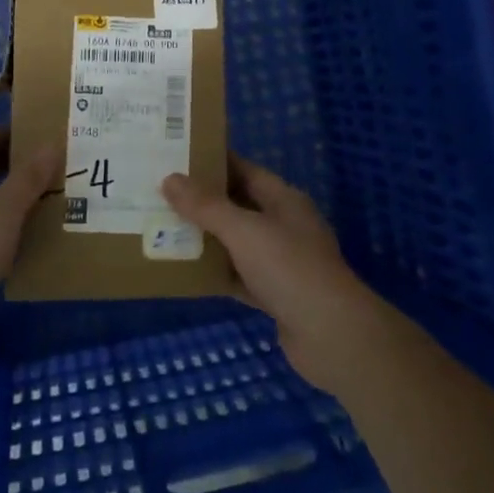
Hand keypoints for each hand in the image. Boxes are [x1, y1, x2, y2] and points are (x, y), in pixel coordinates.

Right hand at [162, 155, 384, 392]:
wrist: (332, 335)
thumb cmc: (289, 268)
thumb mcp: (243, 230)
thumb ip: (206, 206)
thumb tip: (169, 179)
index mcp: (283, 199)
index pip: (244, 170)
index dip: (213, 162)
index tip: (177, 157)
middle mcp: (284, 225)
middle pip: (238, 205)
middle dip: (203, 201)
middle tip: (161, 193)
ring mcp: (281, 262)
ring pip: (236, 242)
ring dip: (207, 238)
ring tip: (165, 229)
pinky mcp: (276, 295)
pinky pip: (239, 276)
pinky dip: (217, 274)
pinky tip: (187, 272)